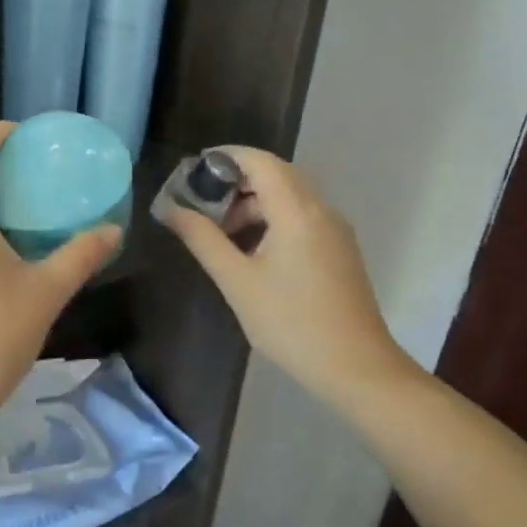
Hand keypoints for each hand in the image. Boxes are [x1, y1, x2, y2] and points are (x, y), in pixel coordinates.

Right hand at [157, 146, 417, 405]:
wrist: (356, 368)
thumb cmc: (290, 323)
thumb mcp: (237, 281)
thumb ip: (202, 239)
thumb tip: (170, 209)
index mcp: (297, 211)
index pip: (259, 161)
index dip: (224, 157)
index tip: (191, 171)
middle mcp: (321, 210)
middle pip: (275, 174)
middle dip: (235, 181)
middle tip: (200, 203)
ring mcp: (335, 230)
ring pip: (289, 196)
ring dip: (253, 203)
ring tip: (221, 233)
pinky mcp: (339, 249)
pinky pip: (302, 216)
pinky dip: (272, 218)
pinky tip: (251, 250)